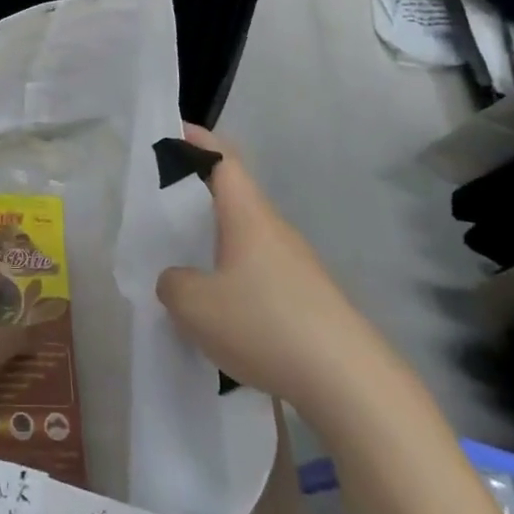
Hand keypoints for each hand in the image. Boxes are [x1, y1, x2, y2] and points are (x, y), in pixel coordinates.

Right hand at [156, 126, 368, 410]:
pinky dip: (233, 276)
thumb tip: (178, 280)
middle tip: (162, 204)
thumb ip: (173, 284)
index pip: (223, 160)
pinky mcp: (308, 300)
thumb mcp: (194, 306)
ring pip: (246, 238)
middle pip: (235, 197)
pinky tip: (219, 311)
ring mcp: (296, 266)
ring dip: (215, 241)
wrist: (350, 383)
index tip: (172, 129)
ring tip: (184, 263)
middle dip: (199, 193)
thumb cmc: (265, 324)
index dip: (198, 140)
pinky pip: (259, 272)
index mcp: (248, 217)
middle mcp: (275, 232)